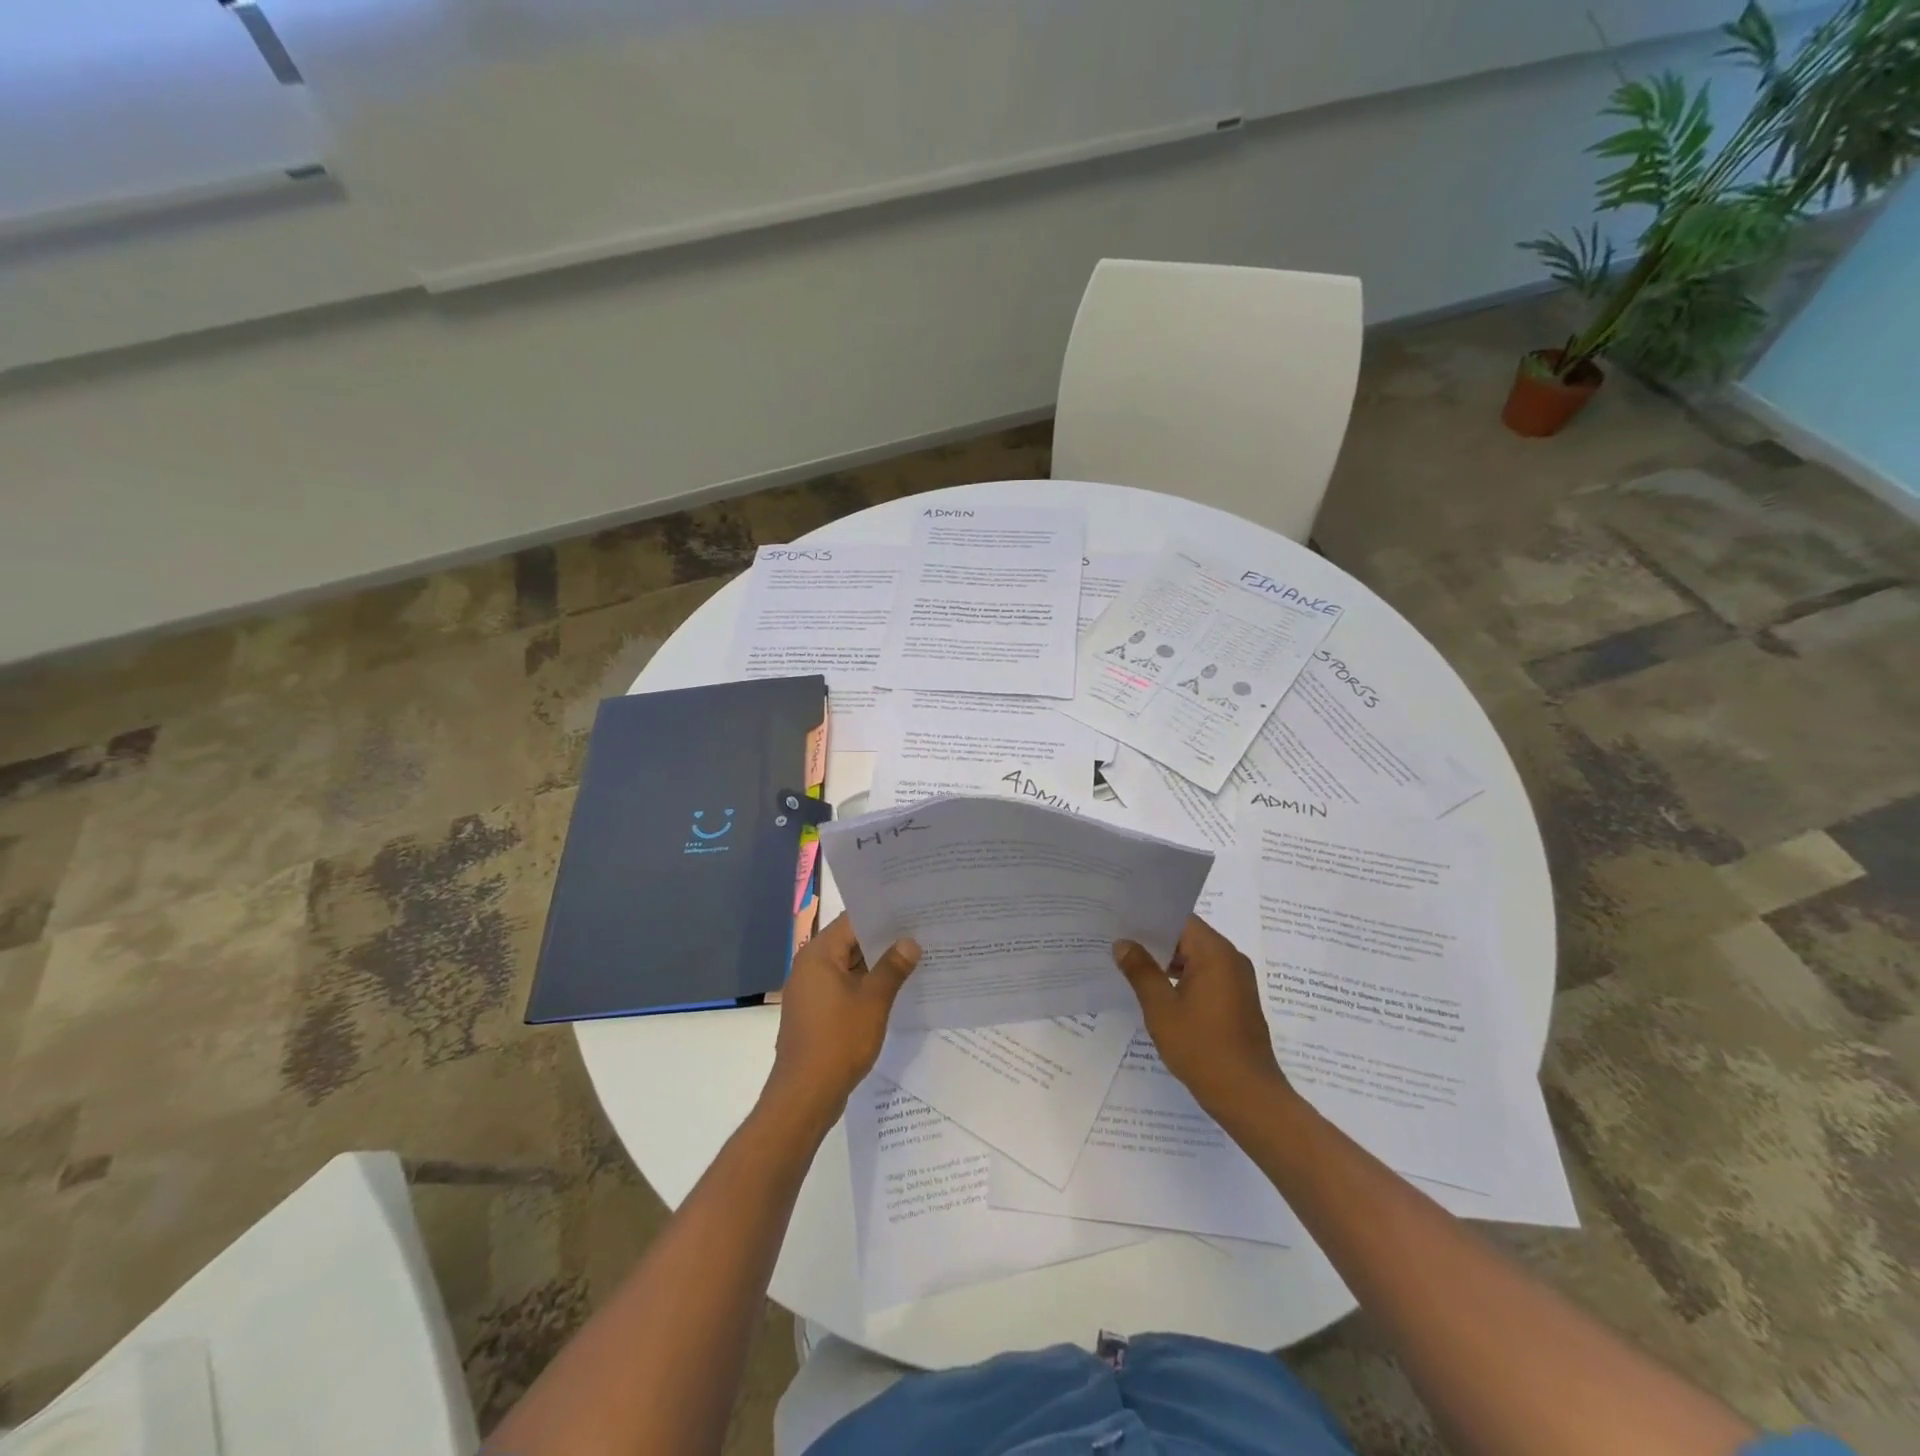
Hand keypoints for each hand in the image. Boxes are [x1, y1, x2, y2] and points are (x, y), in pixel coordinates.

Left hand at [766, 914, 919, 1125]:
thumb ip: (892, 968)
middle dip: (883, 941)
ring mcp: (811, 991)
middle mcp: (810, 966)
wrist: (805, 1095)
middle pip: (850, 942)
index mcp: (818, 954)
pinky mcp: (815, 1013)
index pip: (852, 920)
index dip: (882, 915)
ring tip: (913, 958)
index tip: (911, 912)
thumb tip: (909, 942)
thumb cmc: (838, 1041)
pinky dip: (865, 986)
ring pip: (848, 966)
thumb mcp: (873, 1001)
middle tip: (920, 933)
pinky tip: (893, 990)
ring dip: (876, 965)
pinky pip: (843, 987)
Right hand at [1113, 917, 1296, 1127]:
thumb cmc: (1202, 1048)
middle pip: (1188, 937)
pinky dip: (1183, 979)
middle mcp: (1231, 959)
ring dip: (1168, 962)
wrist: (1248, 1096)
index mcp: (1215, 953)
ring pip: (1196, 958)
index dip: (1149, 920)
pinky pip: (1206, 976)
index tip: (1121, 923)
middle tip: (1119, 945)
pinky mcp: (1238, 1001)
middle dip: (1155, 941)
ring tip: (1132, 968)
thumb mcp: (1161, 1009)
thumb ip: (1141, 971)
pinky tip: (1159, 993)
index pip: (1179, 920)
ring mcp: (1238, 981)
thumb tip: (1123, 944)